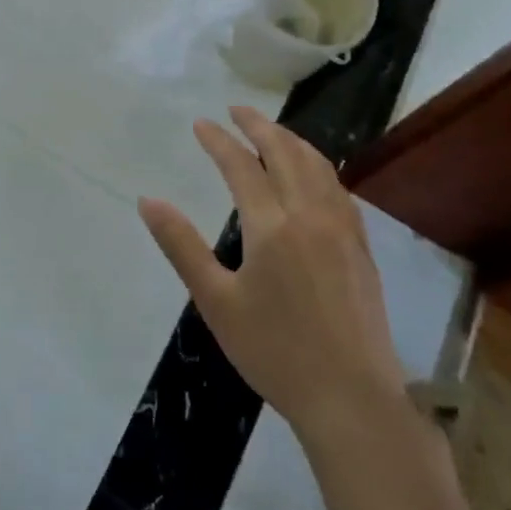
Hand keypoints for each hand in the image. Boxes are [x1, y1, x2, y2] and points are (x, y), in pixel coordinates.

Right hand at [139, 106, 404, 453]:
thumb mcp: (215, 301)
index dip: (218, 141)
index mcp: (272, 226)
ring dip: (292, 140)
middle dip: (259, 126)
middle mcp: (311, 215)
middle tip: (236, 110)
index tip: (201, 123)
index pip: (242, 166)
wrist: (352, 399)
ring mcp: (343, 230)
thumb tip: (148, 201)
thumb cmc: (274, 351)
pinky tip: (313, 175)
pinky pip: (339, 188)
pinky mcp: (362, 248)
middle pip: (286, 153)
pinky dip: (319, 166)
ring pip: (319, 166)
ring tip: (272, 130)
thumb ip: (181, 245)